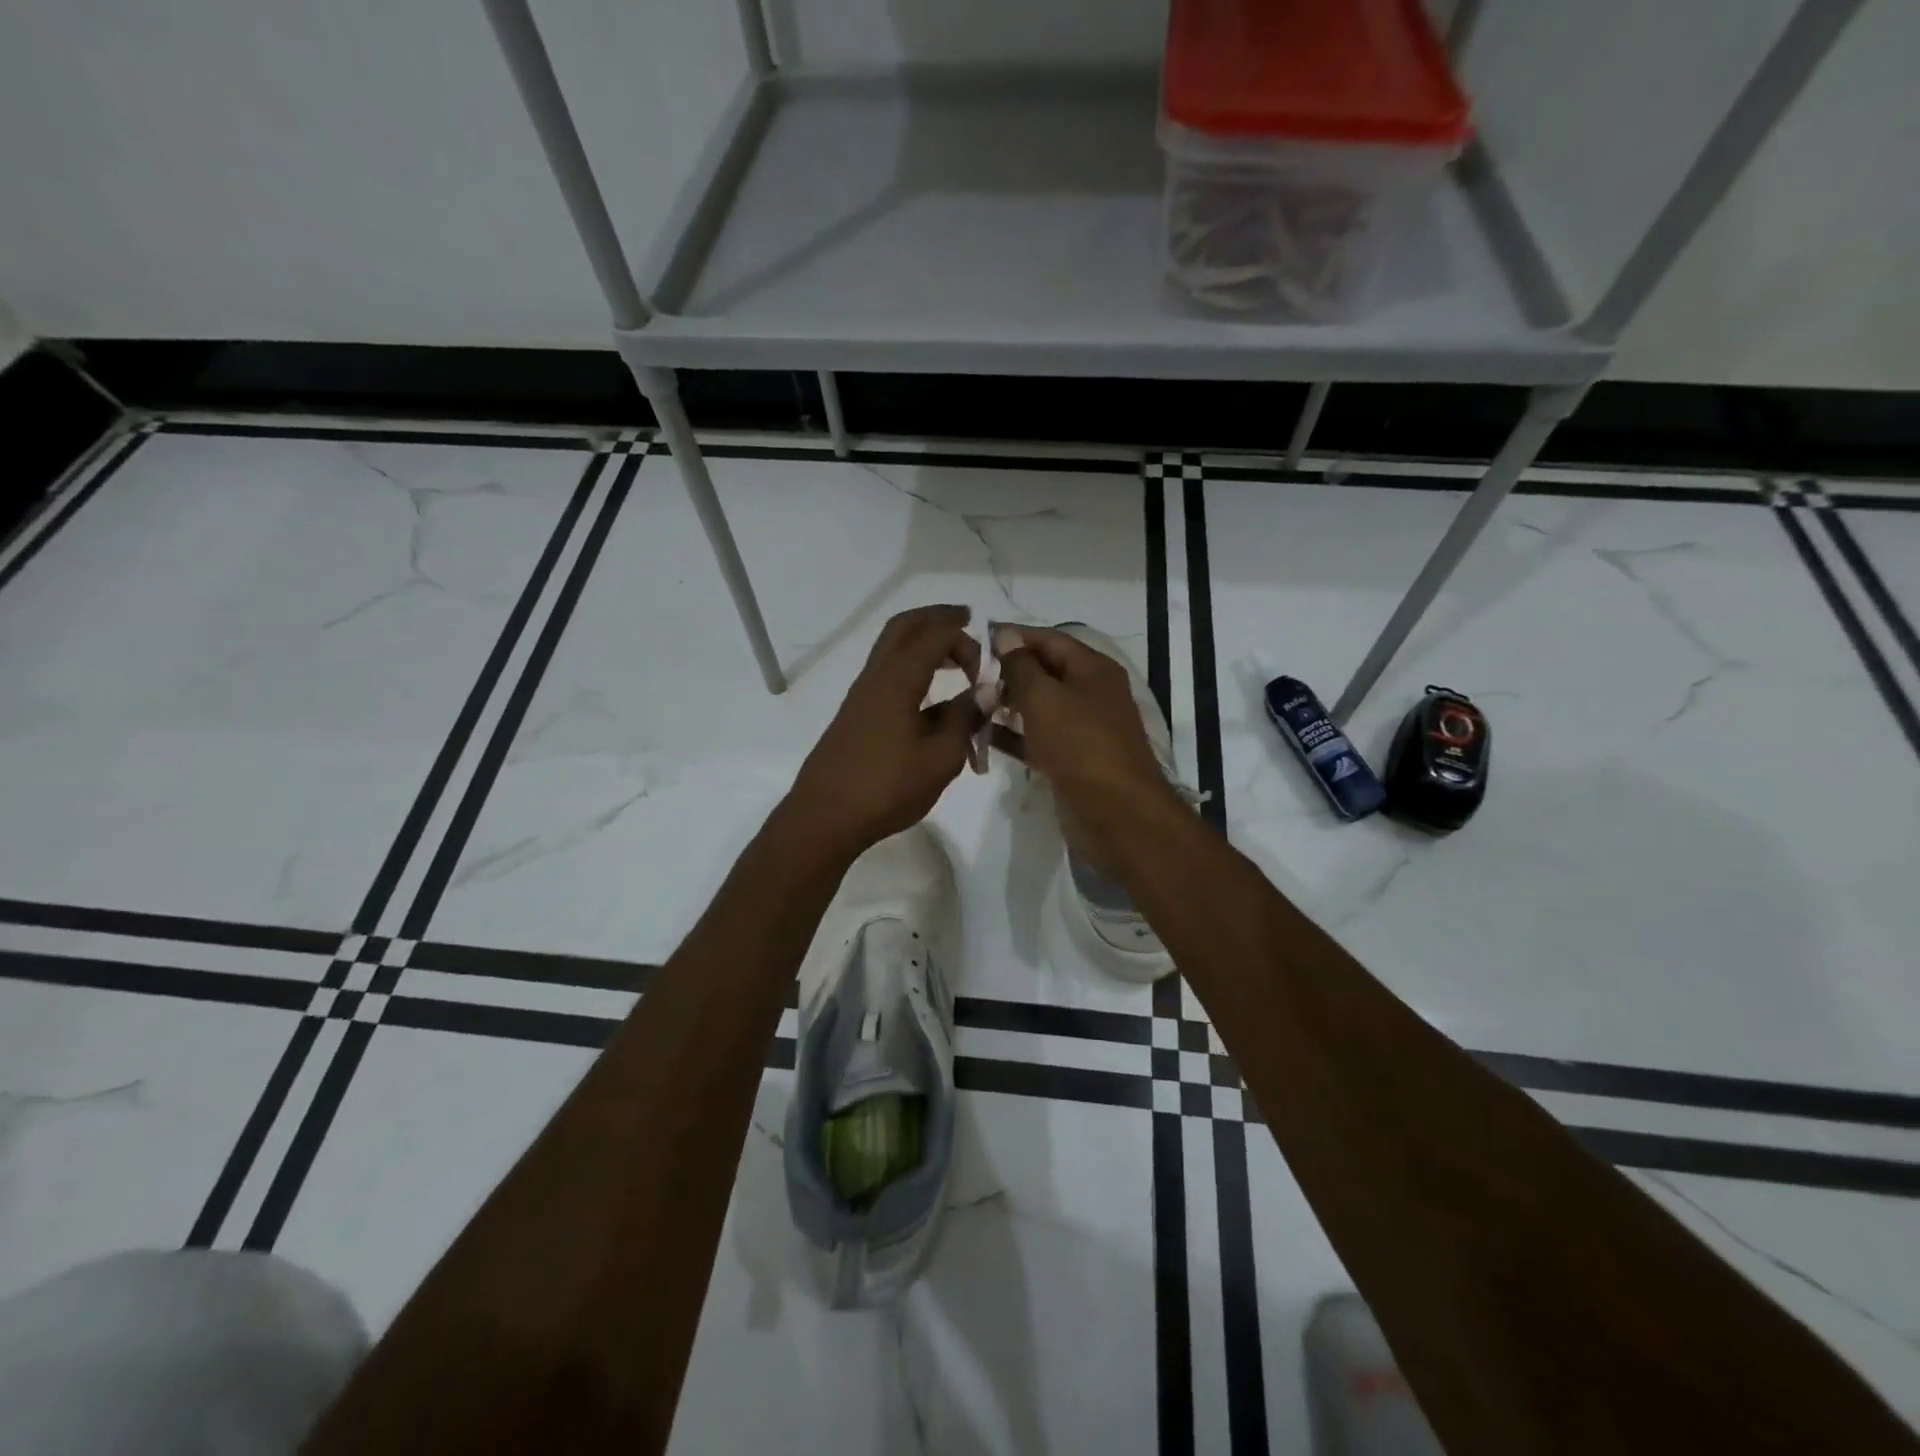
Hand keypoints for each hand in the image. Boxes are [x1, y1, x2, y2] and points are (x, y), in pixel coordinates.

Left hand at [783, 605, 984, 859]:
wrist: (825, 817)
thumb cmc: (887, 788)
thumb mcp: (941, 758)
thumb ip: (964, 719)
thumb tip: (983, 693)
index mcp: (898, 680)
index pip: (935, 635)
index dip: (965, 640)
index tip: (986, 667)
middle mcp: (875, 677)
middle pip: (904, 627)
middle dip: (936, 618)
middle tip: (965, 621)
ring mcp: (861, 695)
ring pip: (891, 649)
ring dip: (922, 643)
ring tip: (952, 659)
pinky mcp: (855, 715)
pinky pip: (887, 673)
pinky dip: (911, 667)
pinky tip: (929, 697)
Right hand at [992, 623, 1177, 833]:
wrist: (1115, 814)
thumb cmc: (1080, 745)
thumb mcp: (1045, 698)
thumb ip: (1021, 666)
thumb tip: (1005, 635)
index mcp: (1093, 669)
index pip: (1049, 639)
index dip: (1013, 636)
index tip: (975, 638)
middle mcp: (1090, 693)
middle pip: (1044, 671)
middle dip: (1007, 671)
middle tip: (968, 675)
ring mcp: (1082, 728)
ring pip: (1039, 706)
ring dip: (1006, 703)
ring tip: (971, 702)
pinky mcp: (1071, 759)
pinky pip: (1037, 738)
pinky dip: (1013, 735)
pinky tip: (982, 734)